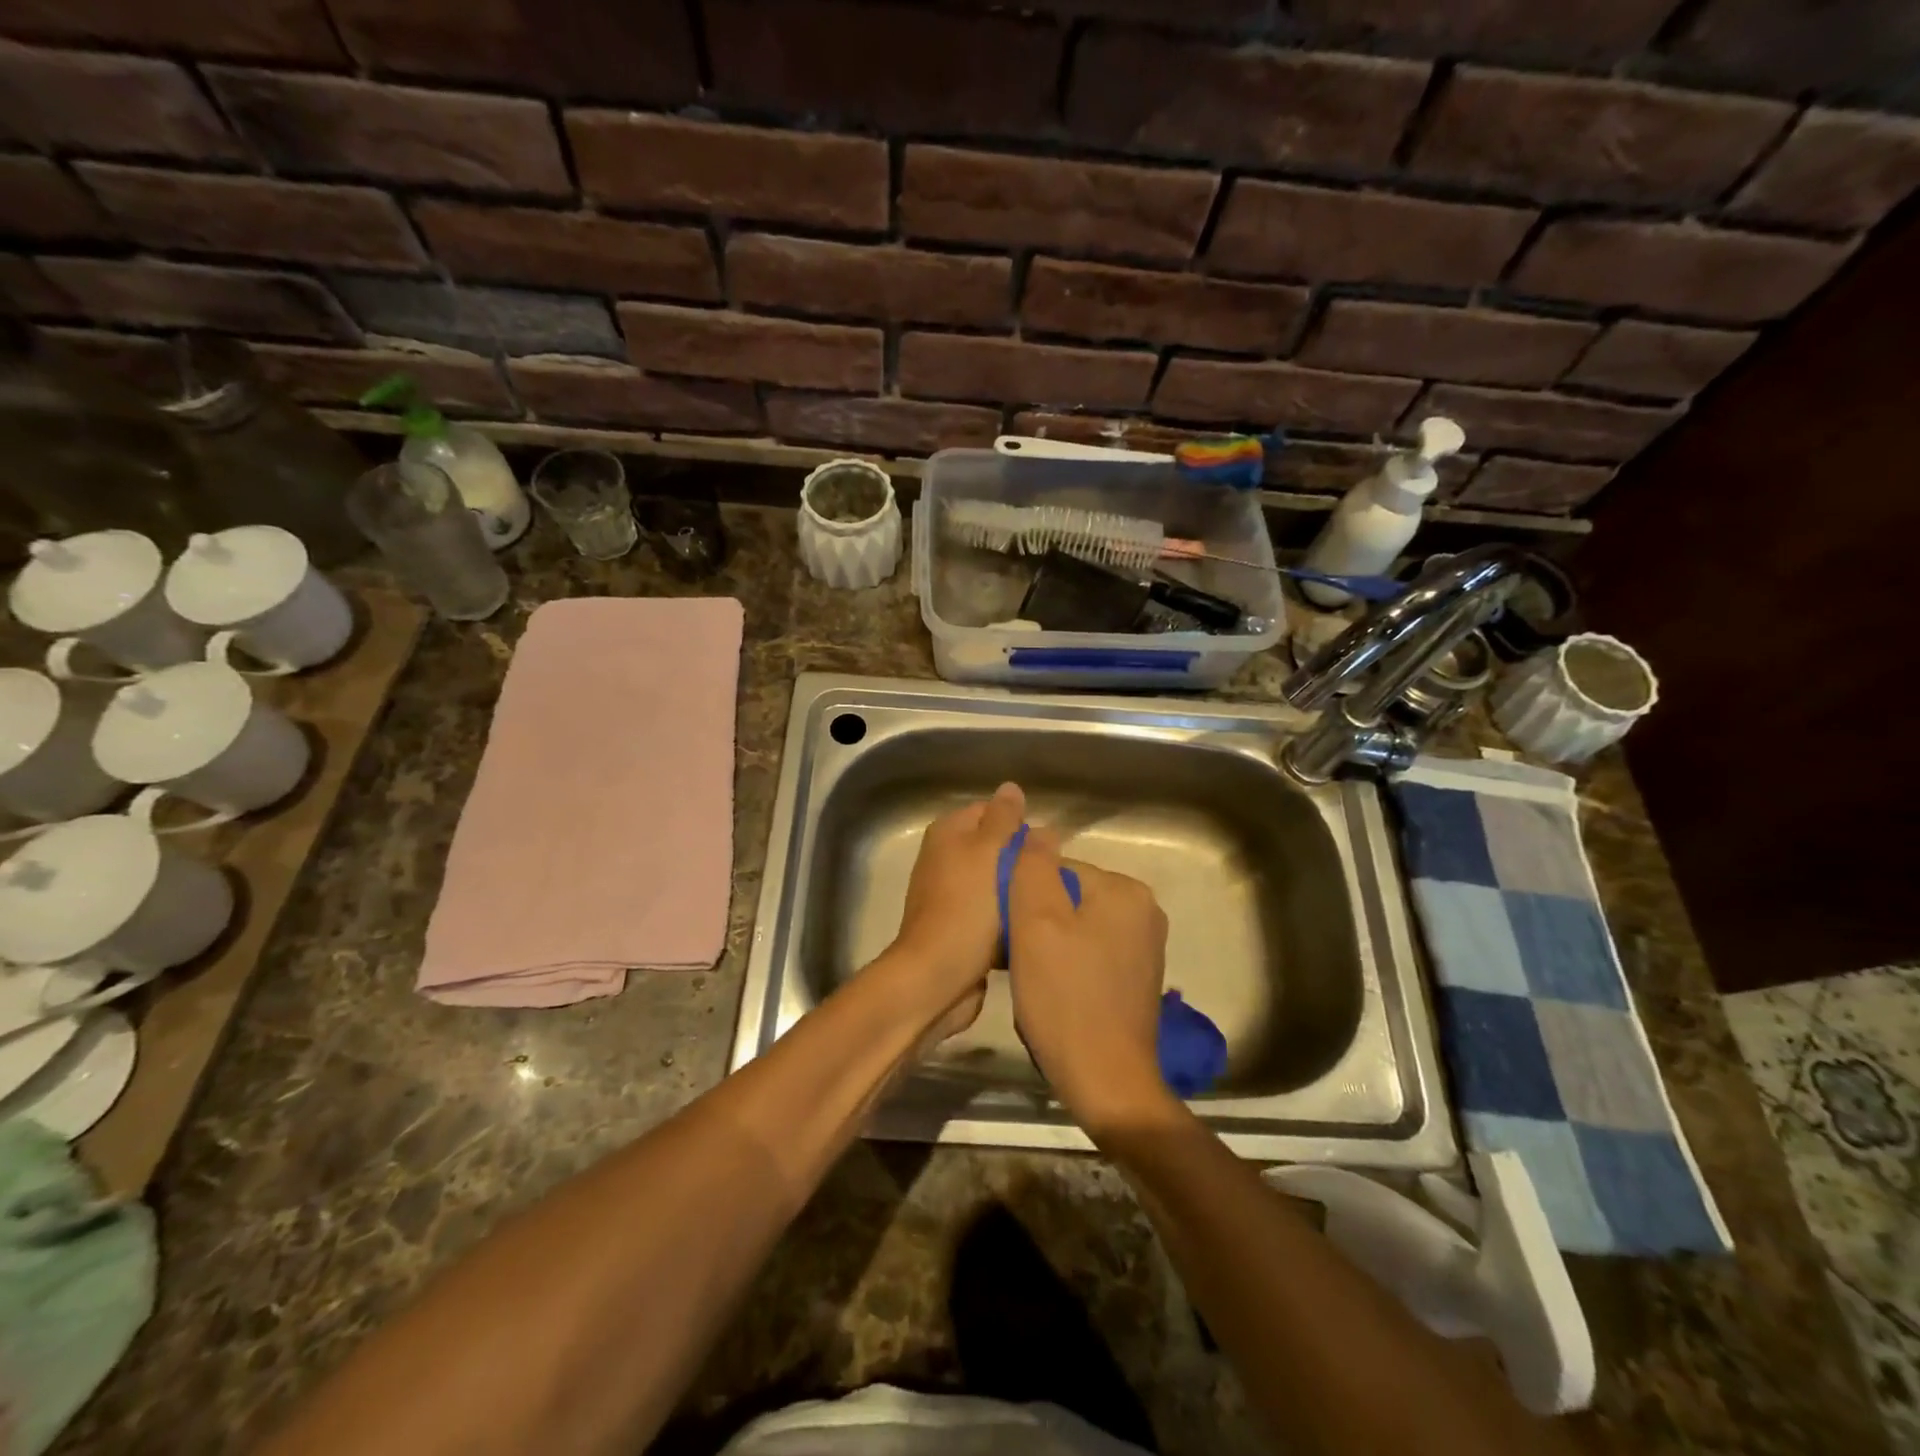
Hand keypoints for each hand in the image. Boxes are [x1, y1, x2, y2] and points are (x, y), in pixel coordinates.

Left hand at [882, 782, 1027, 1028]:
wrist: (937, 977)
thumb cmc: (966, 908)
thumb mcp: (988, 852)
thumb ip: (1003, 819)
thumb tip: (1010, 787)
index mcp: (948, 834)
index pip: (991, 811)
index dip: (1018, 825)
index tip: (1044, 848)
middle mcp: (945, 859)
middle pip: (997, 848)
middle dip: (1023, 861)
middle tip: (1051, 878)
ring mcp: (952, 895)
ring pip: (998, 883)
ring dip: (1019, 892)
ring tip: (1047, 902)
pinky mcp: (960, 928)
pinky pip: (993, 914)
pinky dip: (1010, 919)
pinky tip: (1031, 928)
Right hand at [1006, 827, 1174, 1132]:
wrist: (1106, 1080)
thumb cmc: (1064, 995)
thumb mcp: (1035, 921)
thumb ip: (1033, 866)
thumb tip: (1039, 830)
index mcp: (1125, 889)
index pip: (1058, 869)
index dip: (1025, 897)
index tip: (1011, 931)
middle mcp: (1145, 910)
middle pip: (1070, 896)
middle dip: (1040, 921)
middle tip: (1020, 958)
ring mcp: (1147, 946)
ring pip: (1079, 926)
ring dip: (1052, 945)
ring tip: (1037, 979)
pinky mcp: (1140, 978)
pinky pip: (1094, 952)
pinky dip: (1072, 965)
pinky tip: (1058, 993)